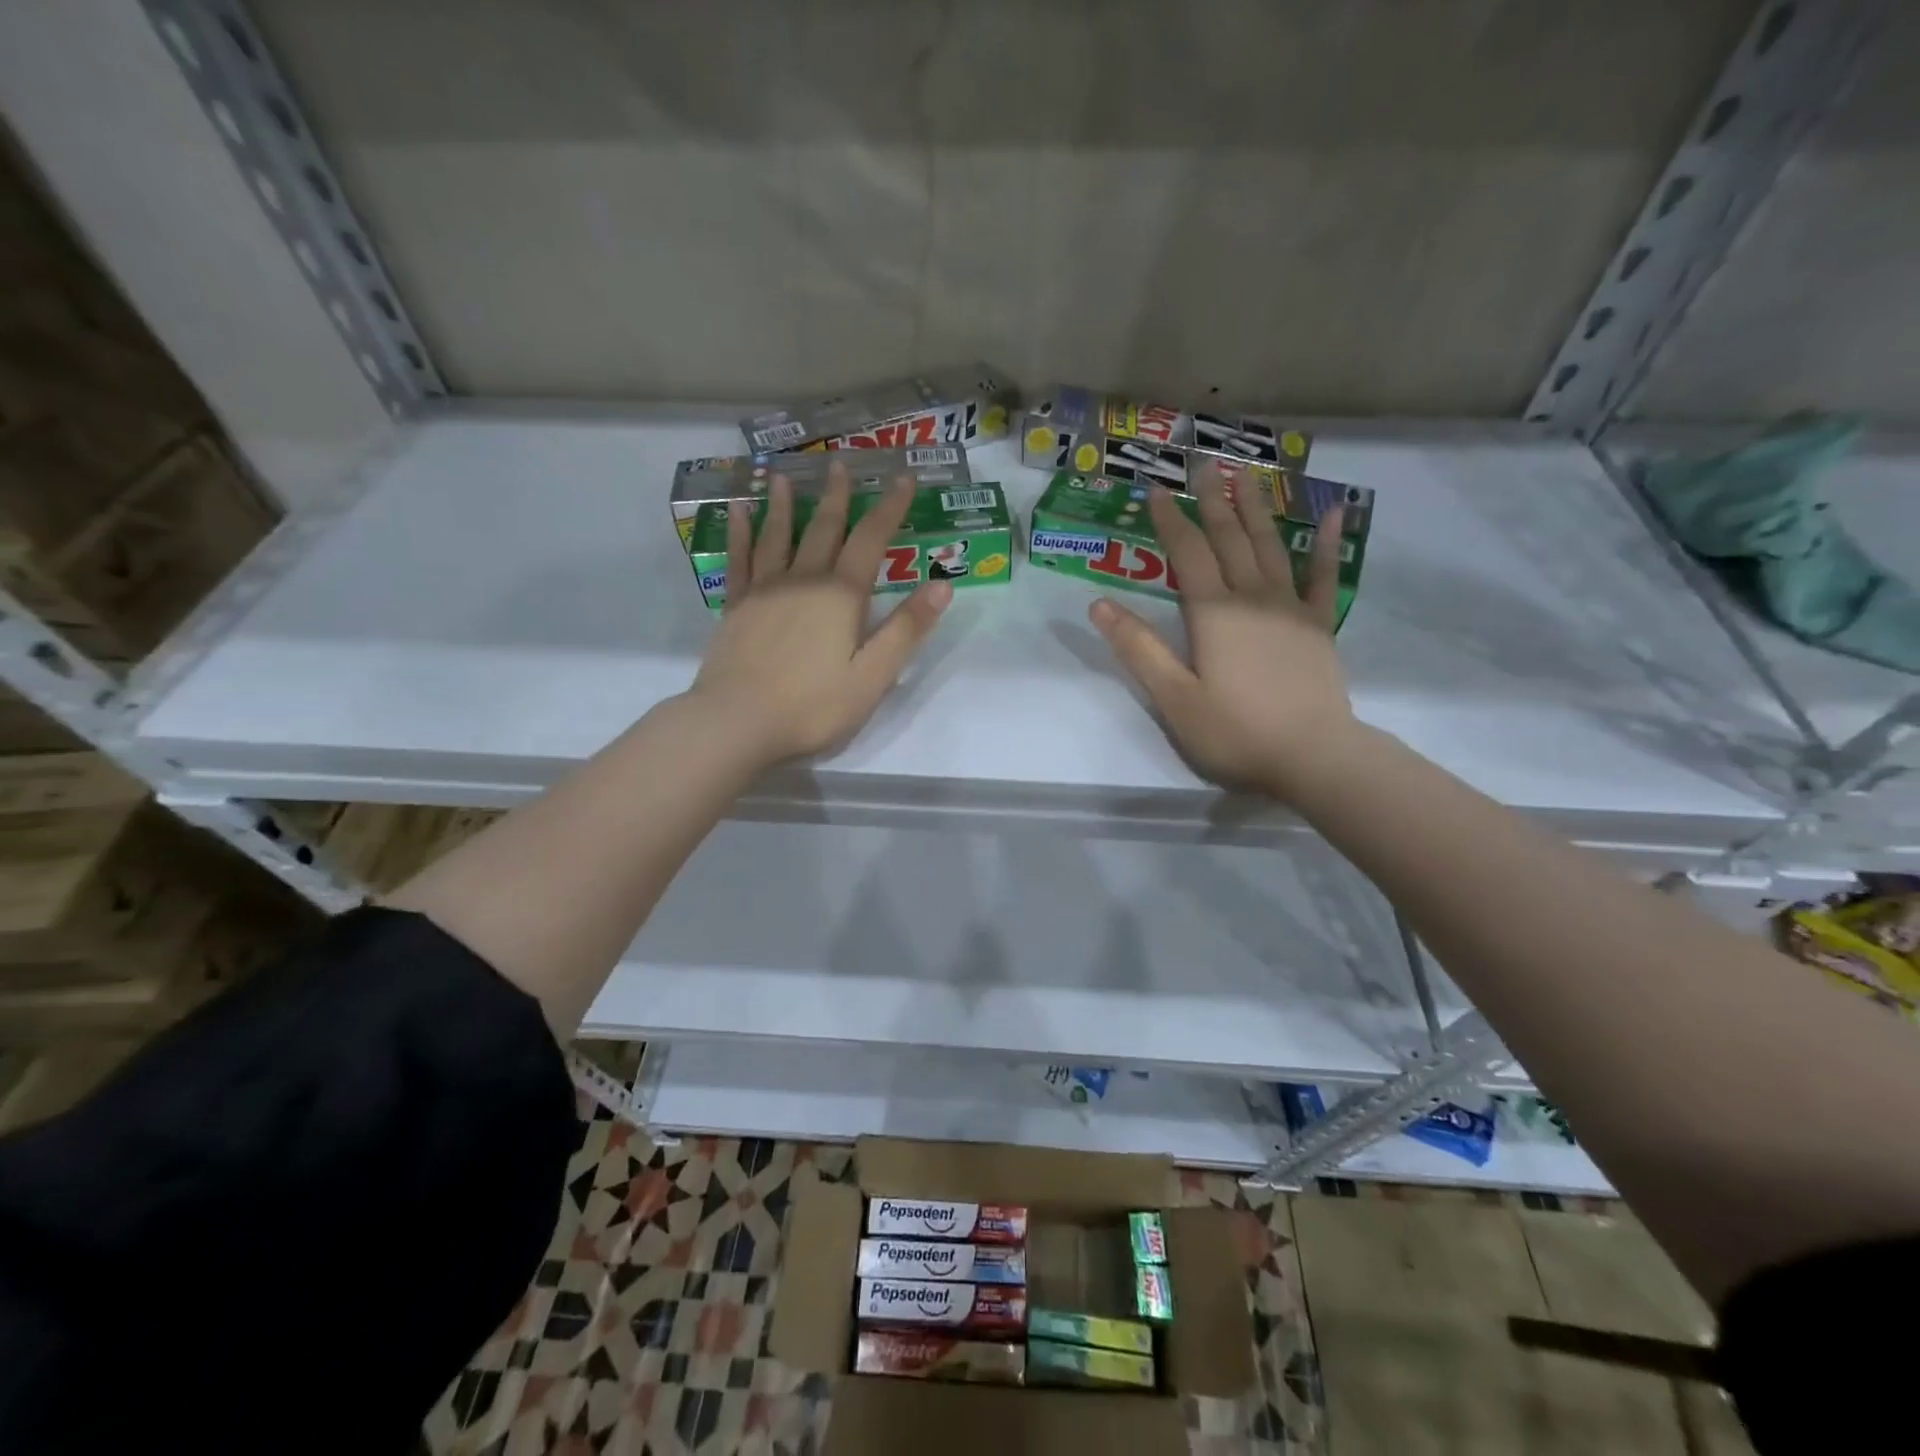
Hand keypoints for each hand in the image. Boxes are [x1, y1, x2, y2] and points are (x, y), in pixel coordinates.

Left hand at [687, 461, 951, 764]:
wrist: (737, 721)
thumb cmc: (813, 705)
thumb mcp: (873, 675)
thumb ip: (906, 630)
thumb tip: (943, 585)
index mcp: (841, 596)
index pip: (871, 541)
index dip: (890, 508)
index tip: (903, 479)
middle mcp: (803, 580)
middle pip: (823, 529)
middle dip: (836, 497)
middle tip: (840, 464)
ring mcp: (764, 590)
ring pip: (777, 536)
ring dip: (783, 504)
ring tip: (782, 475)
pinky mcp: (736, 606)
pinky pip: (739, 559)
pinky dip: (740, 532)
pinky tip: (737, 512)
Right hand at [1088, 462, 1354, 796]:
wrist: (1313, 756)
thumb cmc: (1234, 731)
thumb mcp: (1173, 697)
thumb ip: (1139, 648)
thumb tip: (1098, 605)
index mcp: (1213, 613)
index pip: (1187, 553)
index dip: (1170, 520)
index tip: (1156, 489)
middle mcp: (1252, 597)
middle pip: (1229, 538)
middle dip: (1213, 499)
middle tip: (1203, 461)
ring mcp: (1290, 608)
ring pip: (1270, 546)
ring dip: (1256, 508)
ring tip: (1247, 474)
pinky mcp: (1319, 626)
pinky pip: (1323, 576)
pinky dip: (1327, 544)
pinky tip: (1332, 514)